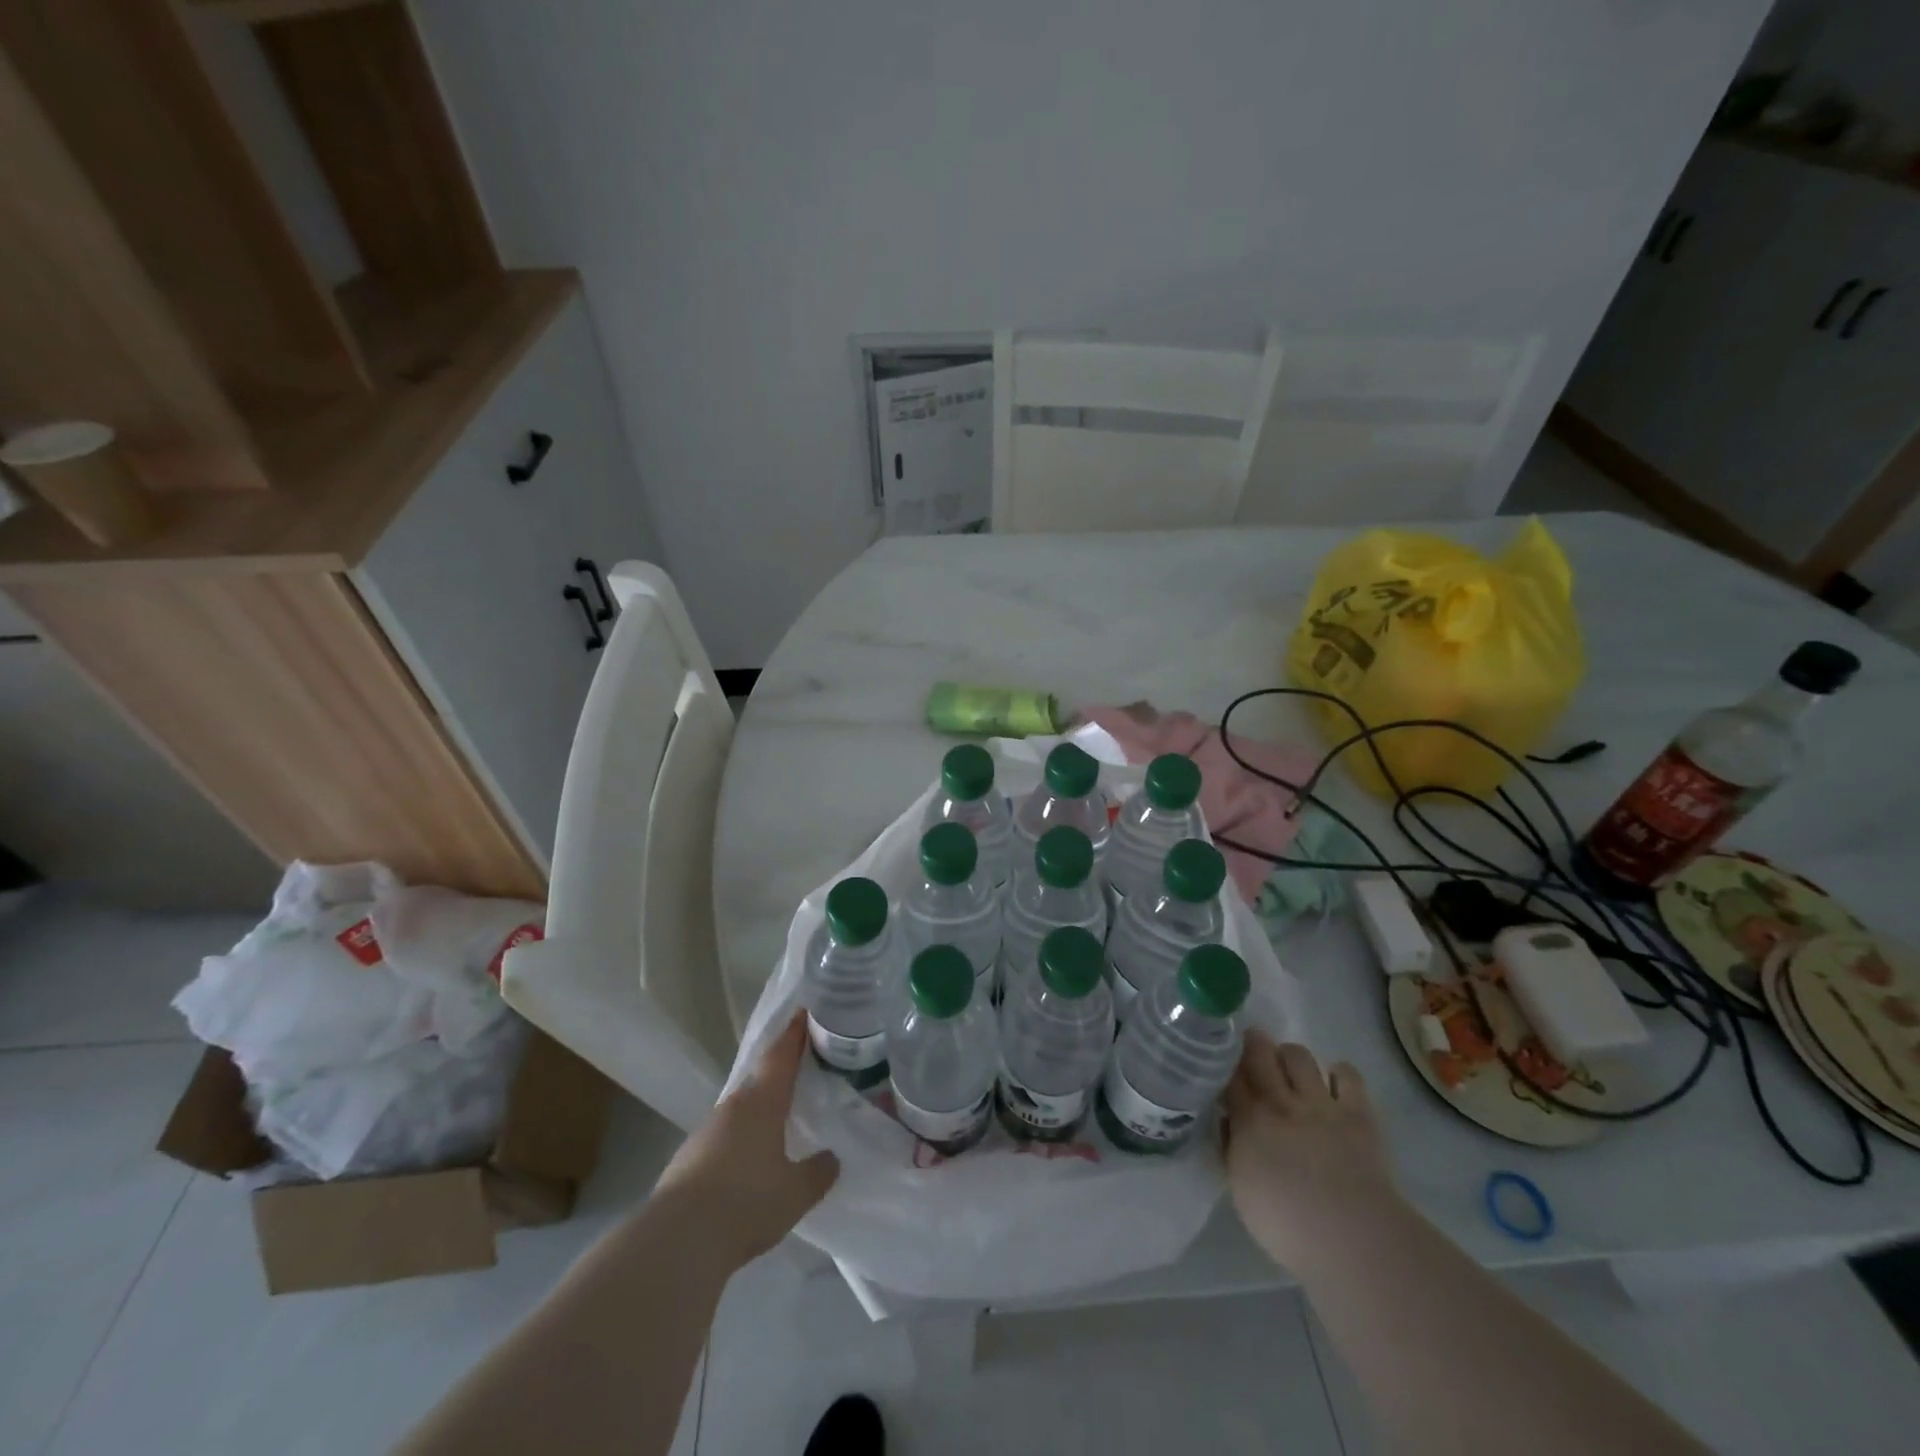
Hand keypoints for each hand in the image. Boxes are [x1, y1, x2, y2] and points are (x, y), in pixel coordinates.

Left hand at [653, 1012, 839, 1267]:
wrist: (677, 1241)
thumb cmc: (745, 1202)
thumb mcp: (795, 1193)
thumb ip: (817, 1172)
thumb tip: (831, 1158)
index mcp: (762, 1102)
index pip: (781, 1055)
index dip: (794, 1033)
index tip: (803, 1012)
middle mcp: (733, 1107)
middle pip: (759, 1078)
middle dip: (779, 1069)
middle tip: (800, 1064)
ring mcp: (706, 1131)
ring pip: (740, 1108)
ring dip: (759, 1105)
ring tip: (779, 1113)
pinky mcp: (688, 1159)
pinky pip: (724, 1135)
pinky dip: (740, 1135)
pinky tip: (748, 1157)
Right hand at [1224, 1030, 1397, 1270]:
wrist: (1351, 1236)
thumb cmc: (1287, 1224)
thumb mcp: (1240, 1188)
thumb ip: (1231, 1148)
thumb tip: (1228, 1122)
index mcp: (1249, 1119)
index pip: (1229, 1074)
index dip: (1225, 1062)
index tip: (1222, 1061)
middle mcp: (1281, 1100)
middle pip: (1260, 1052)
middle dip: (1252, 1044)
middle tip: (1251, 1049)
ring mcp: (1320, 1103)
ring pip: (1298, 1055)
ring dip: (1290, 1057)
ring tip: (1291, 1071)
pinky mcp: (1357, 1112)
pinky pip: (1347, 1074)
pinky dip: (1338, 1074)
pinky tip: (1334, 1086)